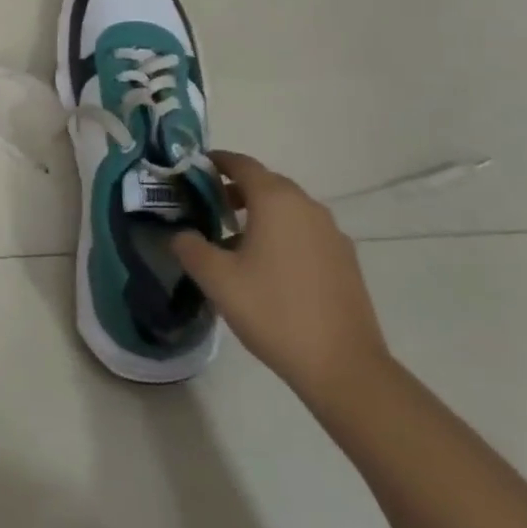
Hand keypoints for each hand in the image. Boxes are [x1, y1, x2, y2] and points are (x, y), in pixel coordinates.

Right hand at [171, 150, 390, 408]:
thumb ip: (191, 249)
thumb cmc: (274, 312)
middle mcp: (307, 206)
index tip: (195, 167)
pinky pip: (306, 231)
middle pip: (267, 182)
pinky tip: (270, 265)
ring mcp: (331, 232)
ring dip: (261, 212)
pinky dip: (283, 233)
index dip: (217, 161)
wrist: (343, 366)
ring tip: (235, 238)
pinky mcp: (345, 259)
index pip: (242, 164)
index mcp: (276, 201)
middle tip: (208, 205)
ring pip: (288, 208)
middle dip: (236, 188)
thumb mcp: (218, 280)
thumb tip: (181, 235)